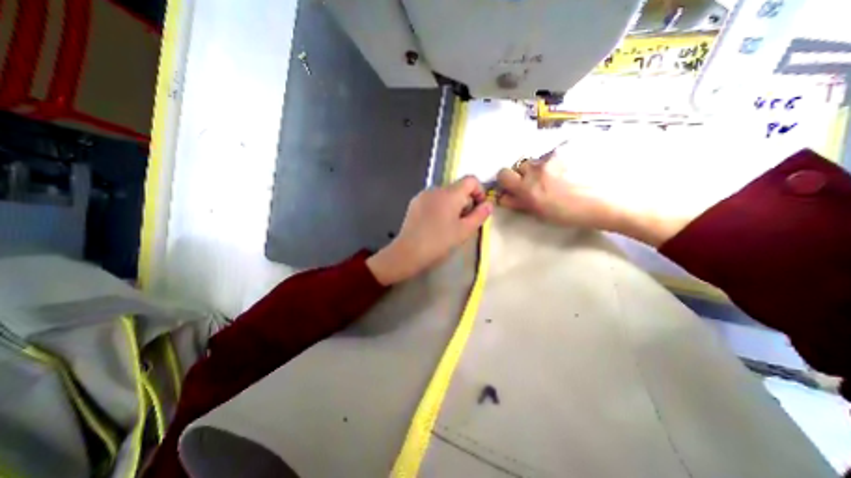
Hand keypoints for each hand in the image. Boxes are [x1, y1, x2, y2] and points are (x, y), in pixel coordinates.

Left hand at [365, 178, 492, 285]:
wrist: (409, 252)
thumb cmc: (439, 242)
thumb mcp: (464, 231)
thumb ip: (480, 215)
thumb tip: (488, 204)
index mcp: (450, 193)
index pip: (471, 180)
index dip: (479, 191)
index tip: (478, 208)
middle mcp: (436, 189)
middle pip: (457, 187)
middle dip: (465, 201)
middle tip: (464, 222)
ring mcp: (423, 195)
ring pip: (445, 194)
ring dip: (452, 204)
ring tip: (449, 224)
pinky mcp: (415, 202)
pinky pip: (433, 199)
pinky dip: (439, 207)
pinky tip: (435, 223)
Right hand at [497, 145, 708, 247]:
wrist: (614, 199)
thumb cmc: (576, 214)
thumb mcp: (543, 213)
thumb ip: (520, 203)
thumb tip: (504, 197)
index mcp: (528, 189)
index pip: (502, 176)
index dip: (506, 181)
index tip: (513, 186)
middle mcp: (536, 170)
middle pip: (518, 165)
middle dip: (522, 174)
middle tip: (537, 182)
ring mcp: (553, 157)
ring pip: (537, 160)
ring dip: (541, 167)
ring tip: (560, 176)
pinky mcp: (569, 148)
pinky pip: (555, 153)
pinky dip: (559, 160)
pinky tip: (574, 168)